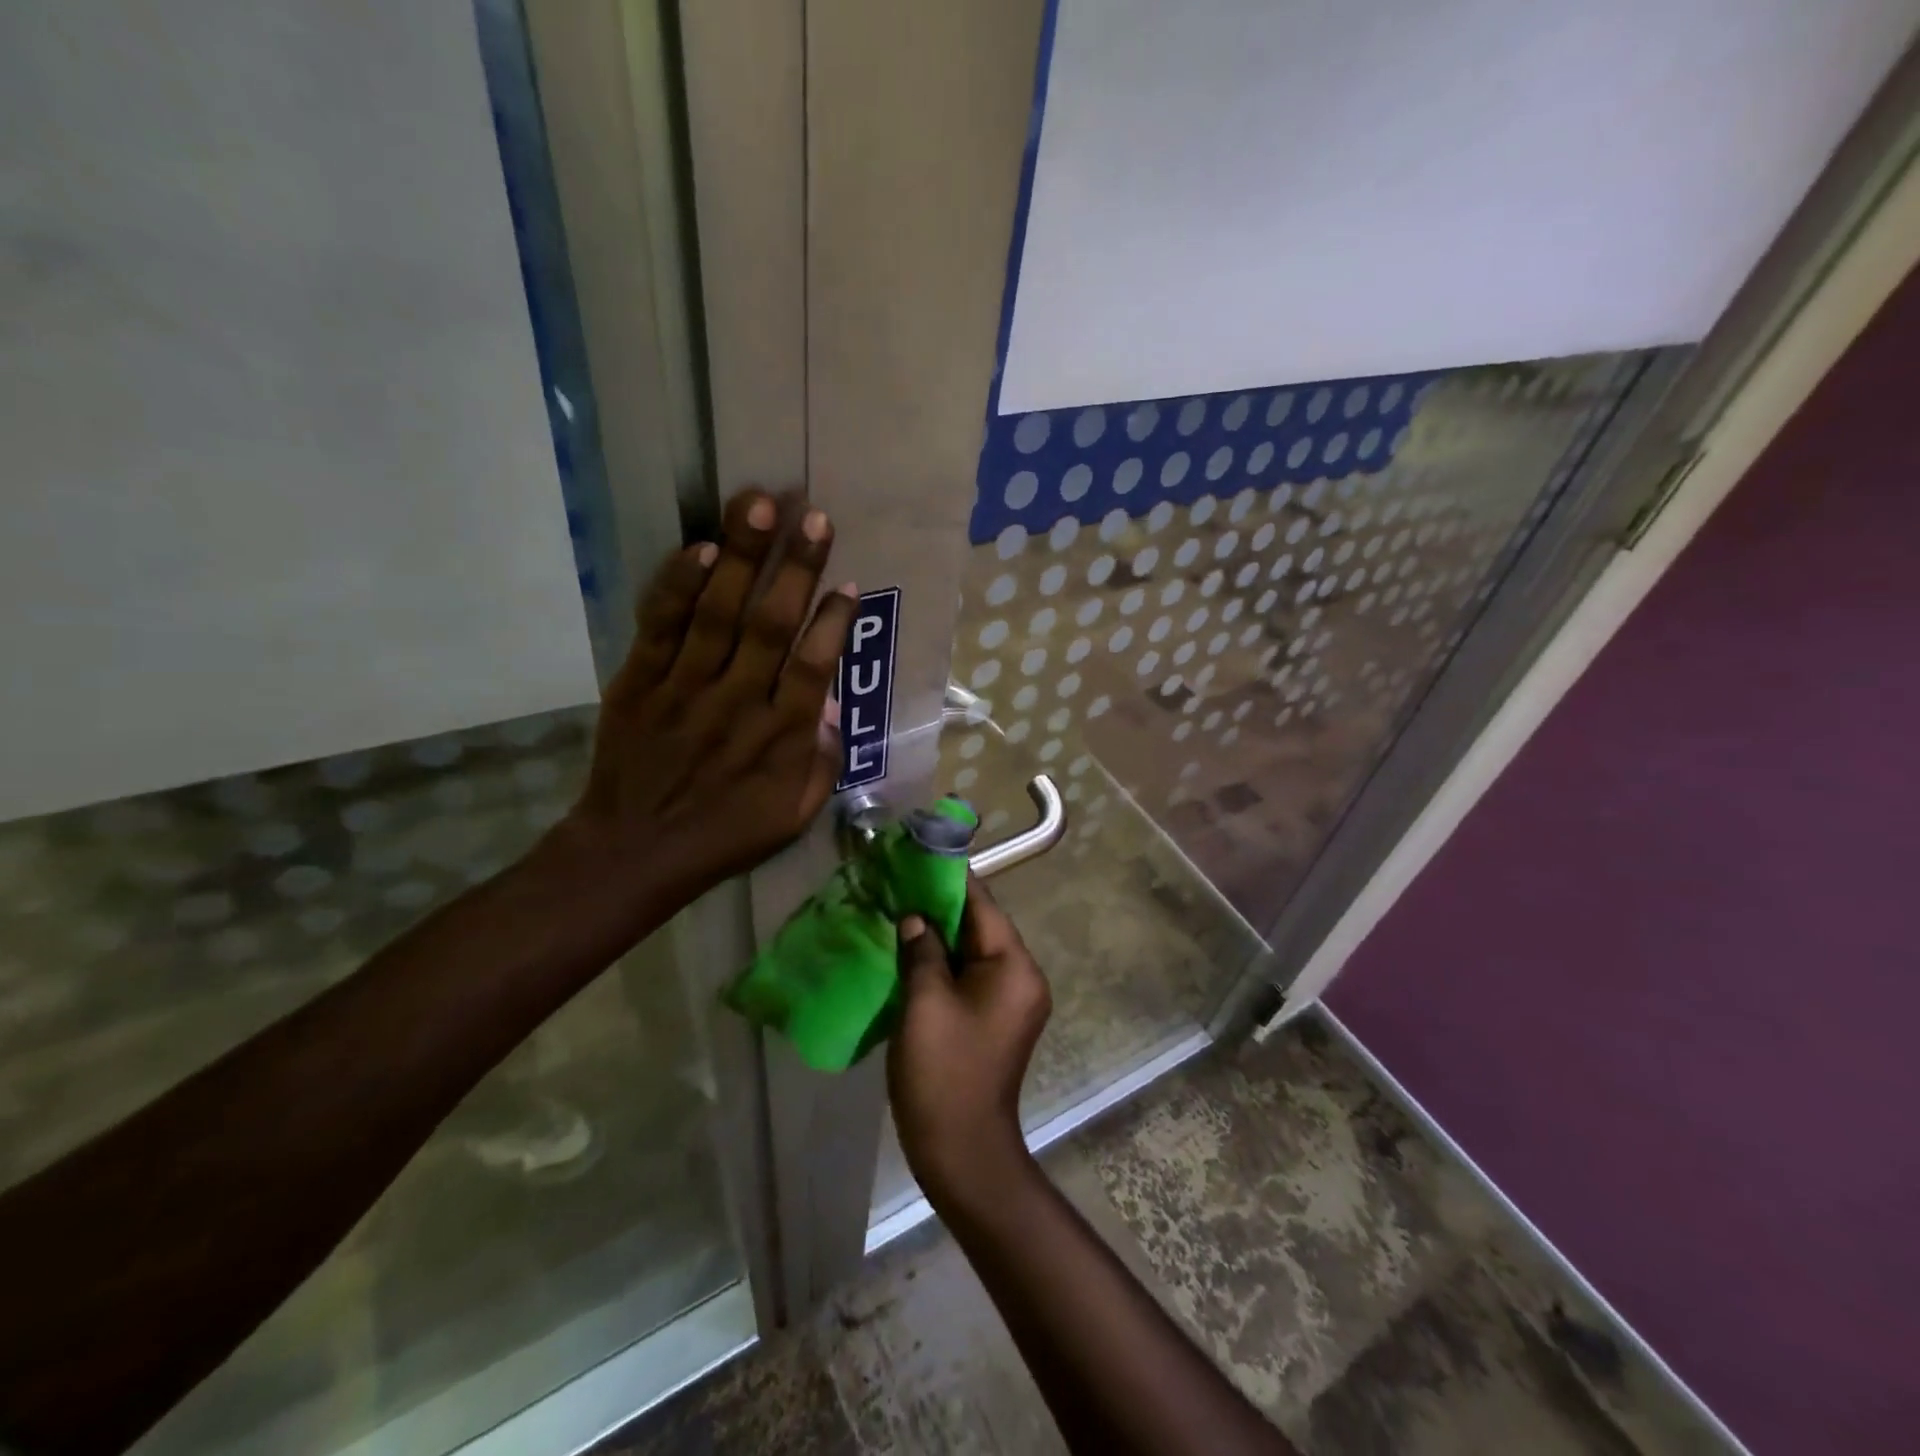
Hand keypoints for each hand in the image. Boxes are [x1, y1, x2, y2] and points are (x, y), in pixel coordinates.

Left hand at [564, 488, 855, 906]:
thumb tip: (830, 709)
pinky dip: (678, 587)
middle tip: (813, 516)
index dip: (833, 622)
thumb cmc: (724, 836)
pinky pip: (661, 627)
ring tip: (759, 503)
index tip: (848, 584)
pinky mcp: (639, 682)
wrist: (633, 852)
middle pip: (770, 625)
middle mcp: (737, 703)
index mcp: (779, 738)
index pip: (813, 666)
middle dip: (795, 568)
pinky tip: (698, 548)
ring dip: (740, 557)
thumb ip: (821, 766)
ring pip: (717, 613)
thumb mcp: (793, 818)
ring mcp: (684, 689)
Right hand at [889, 879, 1051, 1207]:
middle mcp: (1022, 976)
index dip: (949, 879)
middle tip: (898, 883)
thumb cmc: (943, 1072)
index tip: (916, 856)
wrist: (961, 1152)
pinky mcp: (994, 1018)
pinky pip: (969, 975)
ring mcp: (1010, 1000)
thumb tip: (915, 918)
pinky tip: (909, 953)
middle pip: (979, 926)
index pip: (983, 905)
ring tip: (897, 910)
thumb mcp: (925, 1003)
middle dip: (939, 906)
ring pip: (971, 951)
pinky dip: (942, 963)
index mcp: (1014, 967)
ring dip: (938, 935)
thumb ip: (921, 950)